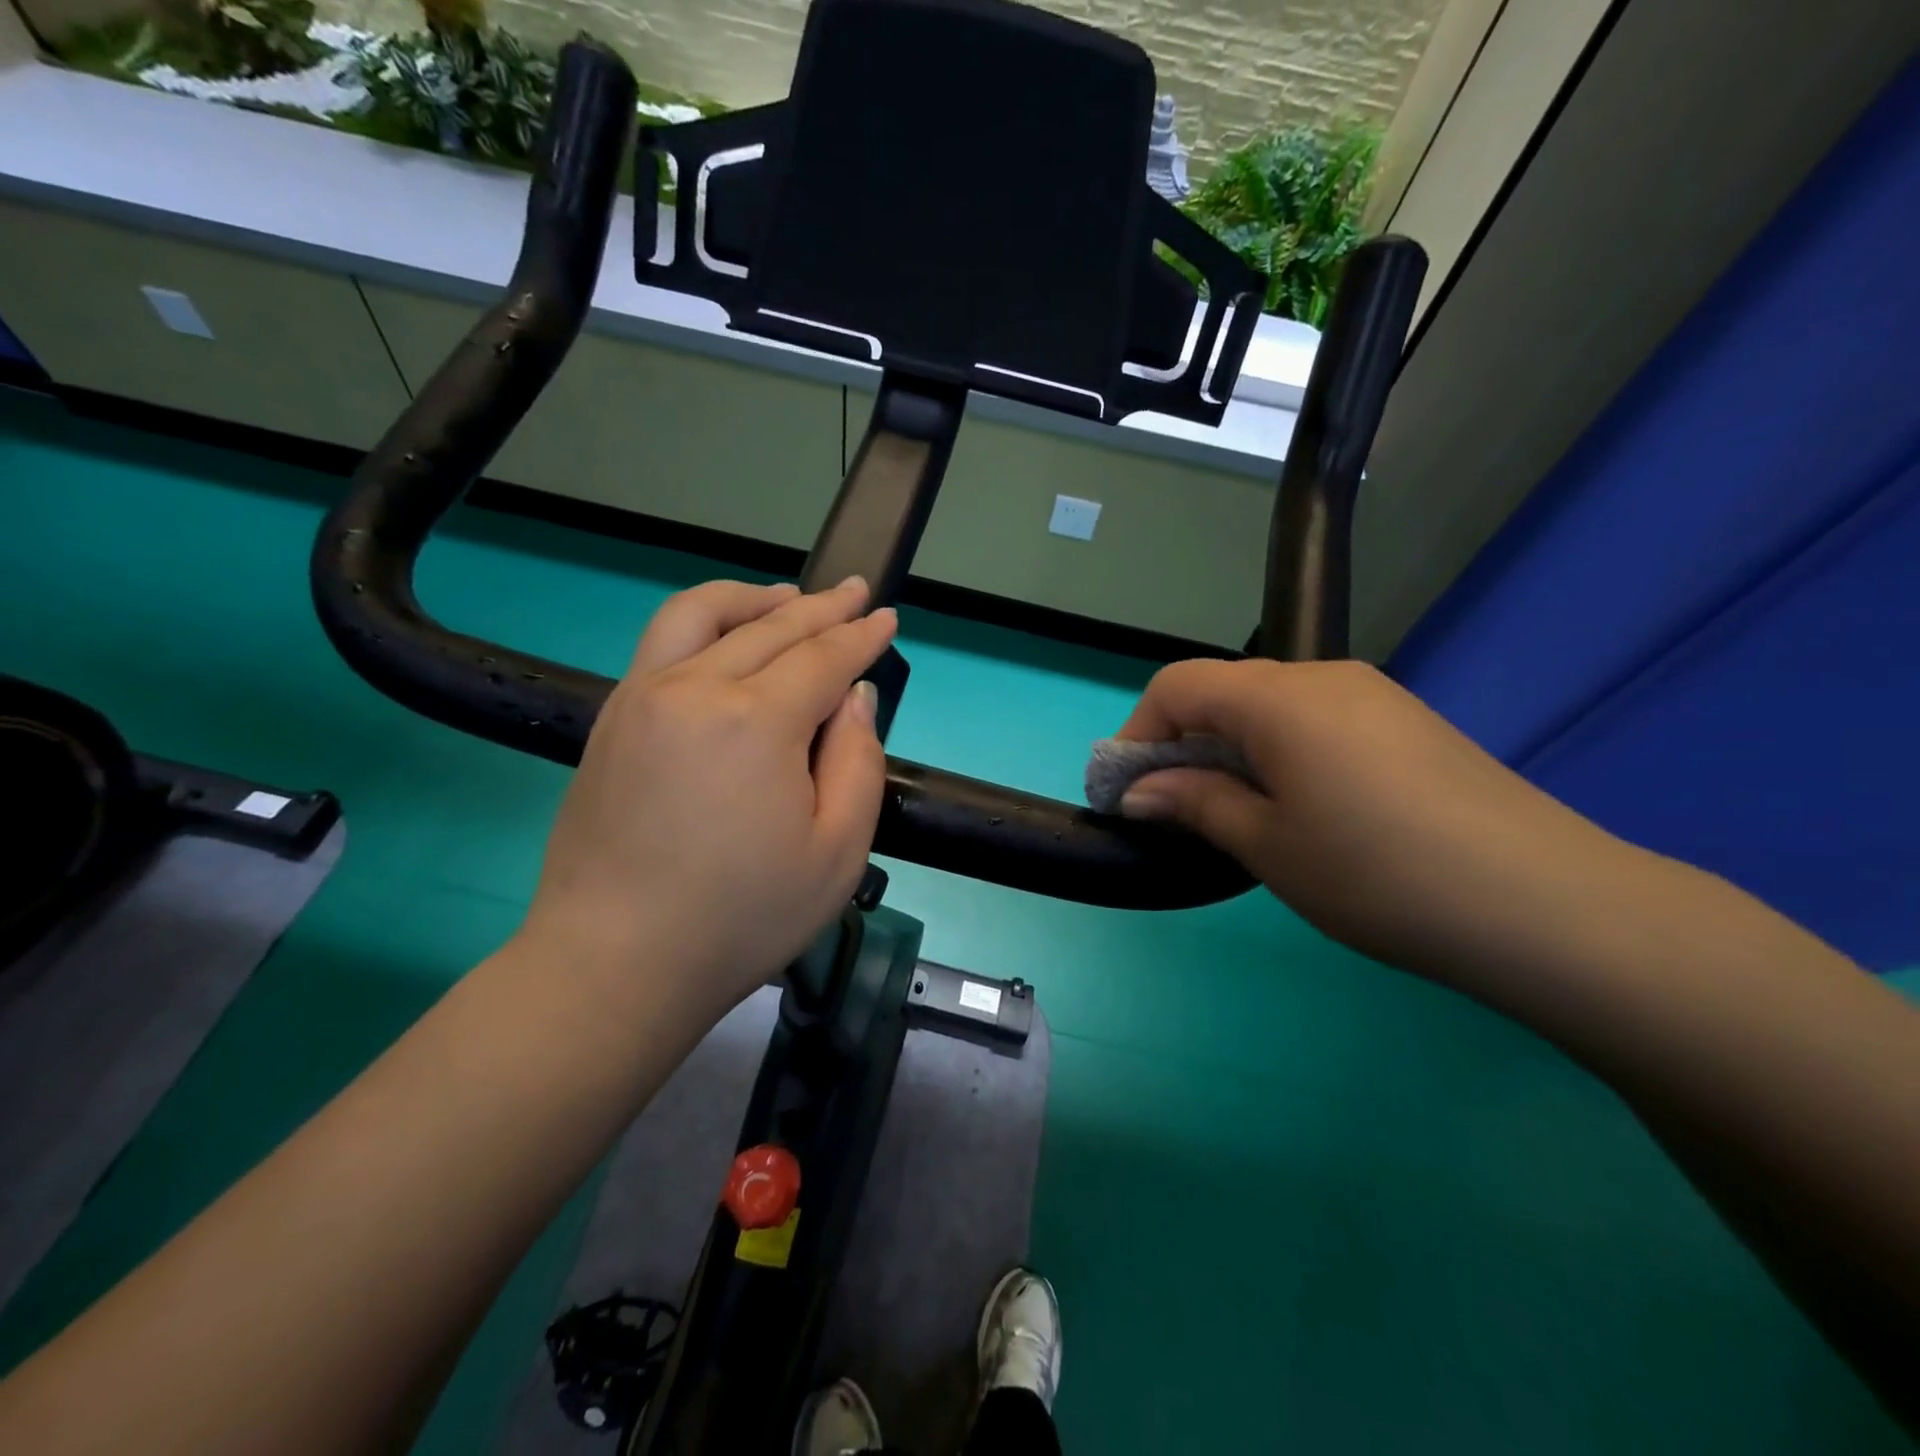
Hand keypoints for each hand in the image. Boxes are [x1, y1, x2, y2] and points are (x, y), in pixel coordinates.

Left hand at [519, 577, 896, 1026]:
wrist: (616, 962)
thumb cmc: (742, 917)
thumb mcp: (838, 852)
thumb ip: (857, 760)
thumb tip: (854, 696)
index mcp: (756, 721)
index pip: (822, 657)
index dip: (861, 635)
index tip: (887, 617)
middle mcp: (695, 688)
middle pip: (771, 627)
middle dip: (822, 607)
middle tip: (855, 592)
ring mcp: (642, 697)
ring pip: (704, 614)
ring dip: (755, 598)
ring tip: (788, 597)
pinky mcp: (612, 718)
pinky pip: (662, 642)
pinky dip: (706, 621)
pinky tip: (726, 636)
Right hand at [1114, 658, 1641, 988]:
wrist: (1548, 906)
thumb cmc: (1380, 874)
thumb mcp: (1268, 845)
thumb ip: (1195, 803)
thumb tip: (1139, 790)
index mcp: (1280, 698)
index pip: (1178, 685)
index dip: (1137, 732)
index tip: (1127, 792)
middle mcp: (1324, 678)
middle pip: (1224, 691)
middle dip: (1182, 744)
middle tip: (1174, 811)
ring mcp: (1374, 696)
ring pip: (1270, 707)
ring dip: (1230, 750)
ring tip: (1235, 815)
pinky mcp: (1407, 723)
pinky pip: (1316, 721)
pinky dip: (1279, 752)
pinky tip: (1300, 807)